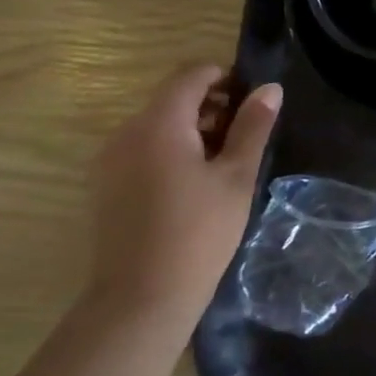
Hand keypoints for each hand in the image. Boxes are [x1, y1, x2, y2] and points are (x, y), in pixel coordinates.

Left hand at [85, 64, 281, 331]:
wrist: (140, 299)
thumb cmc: (199, 232)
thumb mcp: (236, 176)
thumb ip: (252, 126)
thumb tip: (269, 88)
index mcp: (159, 124)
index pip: (191, 75)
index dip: (226, 78)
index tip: (254, 102)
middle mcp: (126, 133)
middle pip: (173, 98)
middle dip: (212, 106)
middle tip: (246, 136)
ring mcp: (110, 160)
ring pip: (158, 124)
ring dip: (192, 129)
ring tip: (224, 162)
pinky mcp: (105, 185)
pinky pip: (142, 148)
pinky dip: (171, 150)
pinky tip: (194, 184)